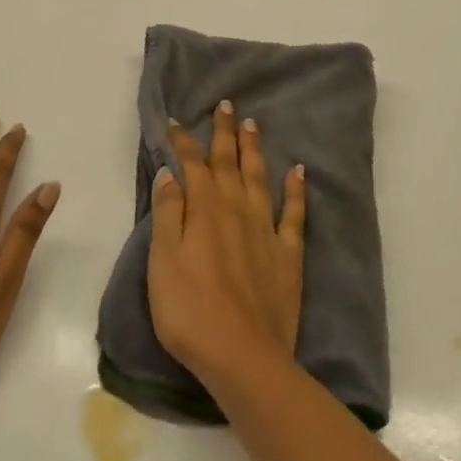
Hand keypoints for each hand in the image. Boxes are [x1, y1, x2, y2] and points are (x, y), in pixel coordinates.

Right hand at [147, 100, 305, 390]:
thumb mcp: (163, 262)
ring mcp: (265, 230)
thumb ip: (167, 214)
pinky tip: (298, 172)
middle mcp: (237, 210)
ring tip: (253, 124)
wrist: (243, 355)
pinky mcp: (287, 254)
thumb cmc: (190, 311)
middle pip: (229, 163)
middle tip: (227, 105)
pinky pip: (293, 213)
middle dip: (225, 133)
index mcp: (204, 211)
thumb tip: (169, 173)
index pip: (193, 166)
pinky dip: (295, 189)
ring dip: (254, 150)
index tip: (177, 121)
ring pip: (259, 178)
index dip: (184, 142)